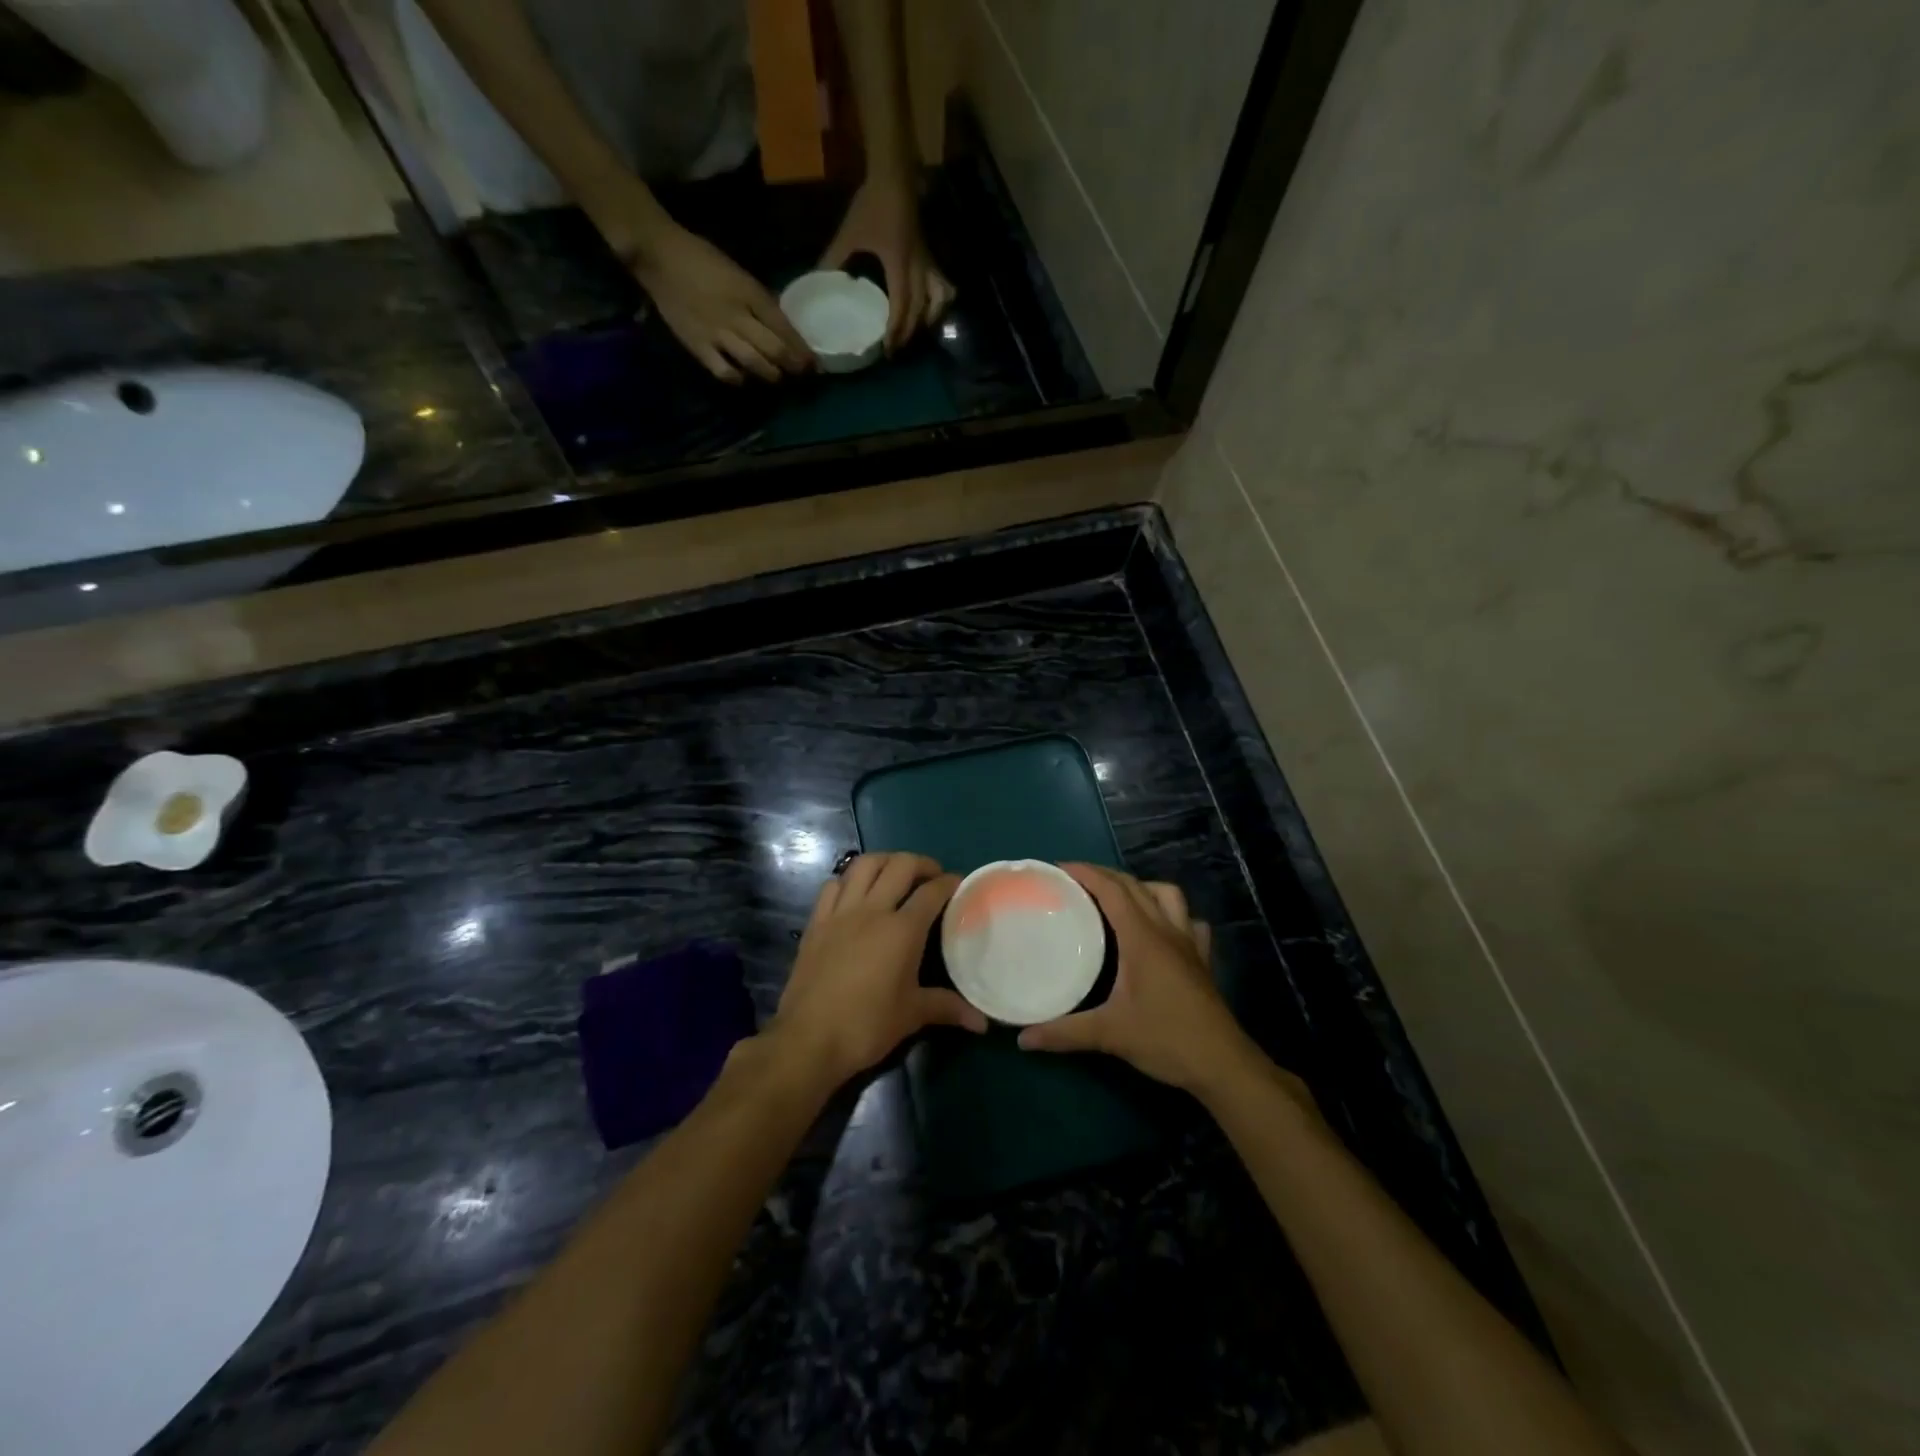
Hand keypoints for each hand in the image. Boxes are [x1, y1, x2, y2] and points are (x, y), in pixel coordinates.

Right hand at [620, 218, 815, 384]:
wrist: (659, 255)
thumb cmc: (703, 260)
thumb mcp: (740, 275)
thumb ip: (761, 301)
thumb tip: (784, 327)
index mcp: (750, 293)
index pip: (785, 329)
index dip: (802, 350)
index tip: (814, 364)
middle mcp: (738, 316)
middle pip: (775, 351)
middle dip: (793, 367)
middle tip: (801, 375)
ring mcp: (718, 334)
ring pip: (755, 364)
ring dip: (772, 376)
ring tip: (777, 378)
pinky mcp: (698, 346)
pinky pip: (725, 372)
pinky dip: (739, 380)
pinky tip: (744, 379)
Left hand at [769, 853, 985, 1087]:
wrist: (808, 1039)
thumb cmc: (867, 1026)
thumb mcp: (912, 1015)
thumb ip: (948, 1008)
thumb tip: (982, 1022)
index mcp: (902, 930)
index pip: (932, 892)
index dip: (949, 882)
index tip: (959, 884)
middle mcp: (872, 910)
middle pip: (900, 866)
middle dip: (921, 863)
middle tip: (931, 876)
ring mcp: (840, 912)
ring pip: (863, 865)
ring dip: (885, 861)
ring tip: (896, 873)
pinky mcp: (816, 922)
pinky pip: (833, 885)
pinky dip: (849, 880)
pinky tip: (856, 892)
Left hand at [821, 174, 954, 353]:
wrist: (894, 175)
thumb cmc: (871, 204)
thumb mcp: (848, 234)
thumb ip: (832, 259)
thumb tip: (815, 280)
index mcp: (899, 267)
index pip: (901, 308)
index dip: (894, 331)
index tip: (887, 349)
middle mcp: (918, 269)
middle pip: (919, 310)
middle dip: (908, 332)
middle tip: (895, 349)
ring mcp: (927, 262)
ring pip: (937, 300)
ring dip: (928, 320)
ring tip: (917, 332)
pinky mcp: (929, 256)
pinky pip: (940, 285)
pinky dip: (939, 300)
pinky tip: (931, 308)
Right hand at [1018, 864, 1257, 1093]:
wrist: (1222, 1064)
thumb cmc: (1165, 1040)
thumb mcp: (1109, 1034)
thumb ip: (1064, 1033)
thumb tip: (1024, 1038)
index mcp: (1142, 938)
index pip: (1112, 890)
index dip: (1086, 873)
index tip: (1058, 868)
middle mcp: (1166, 930)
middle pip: (1135, 886)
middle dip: (1105, 875)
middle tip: (1076, 881)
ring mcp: (1189, 943)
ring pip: (1167, 895)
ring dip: (1140, 887)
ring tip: (1117, 899)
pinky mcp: (1201, 959)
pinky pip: (1189, 921)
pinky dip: (1171, 914)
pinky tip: (1160, 928)